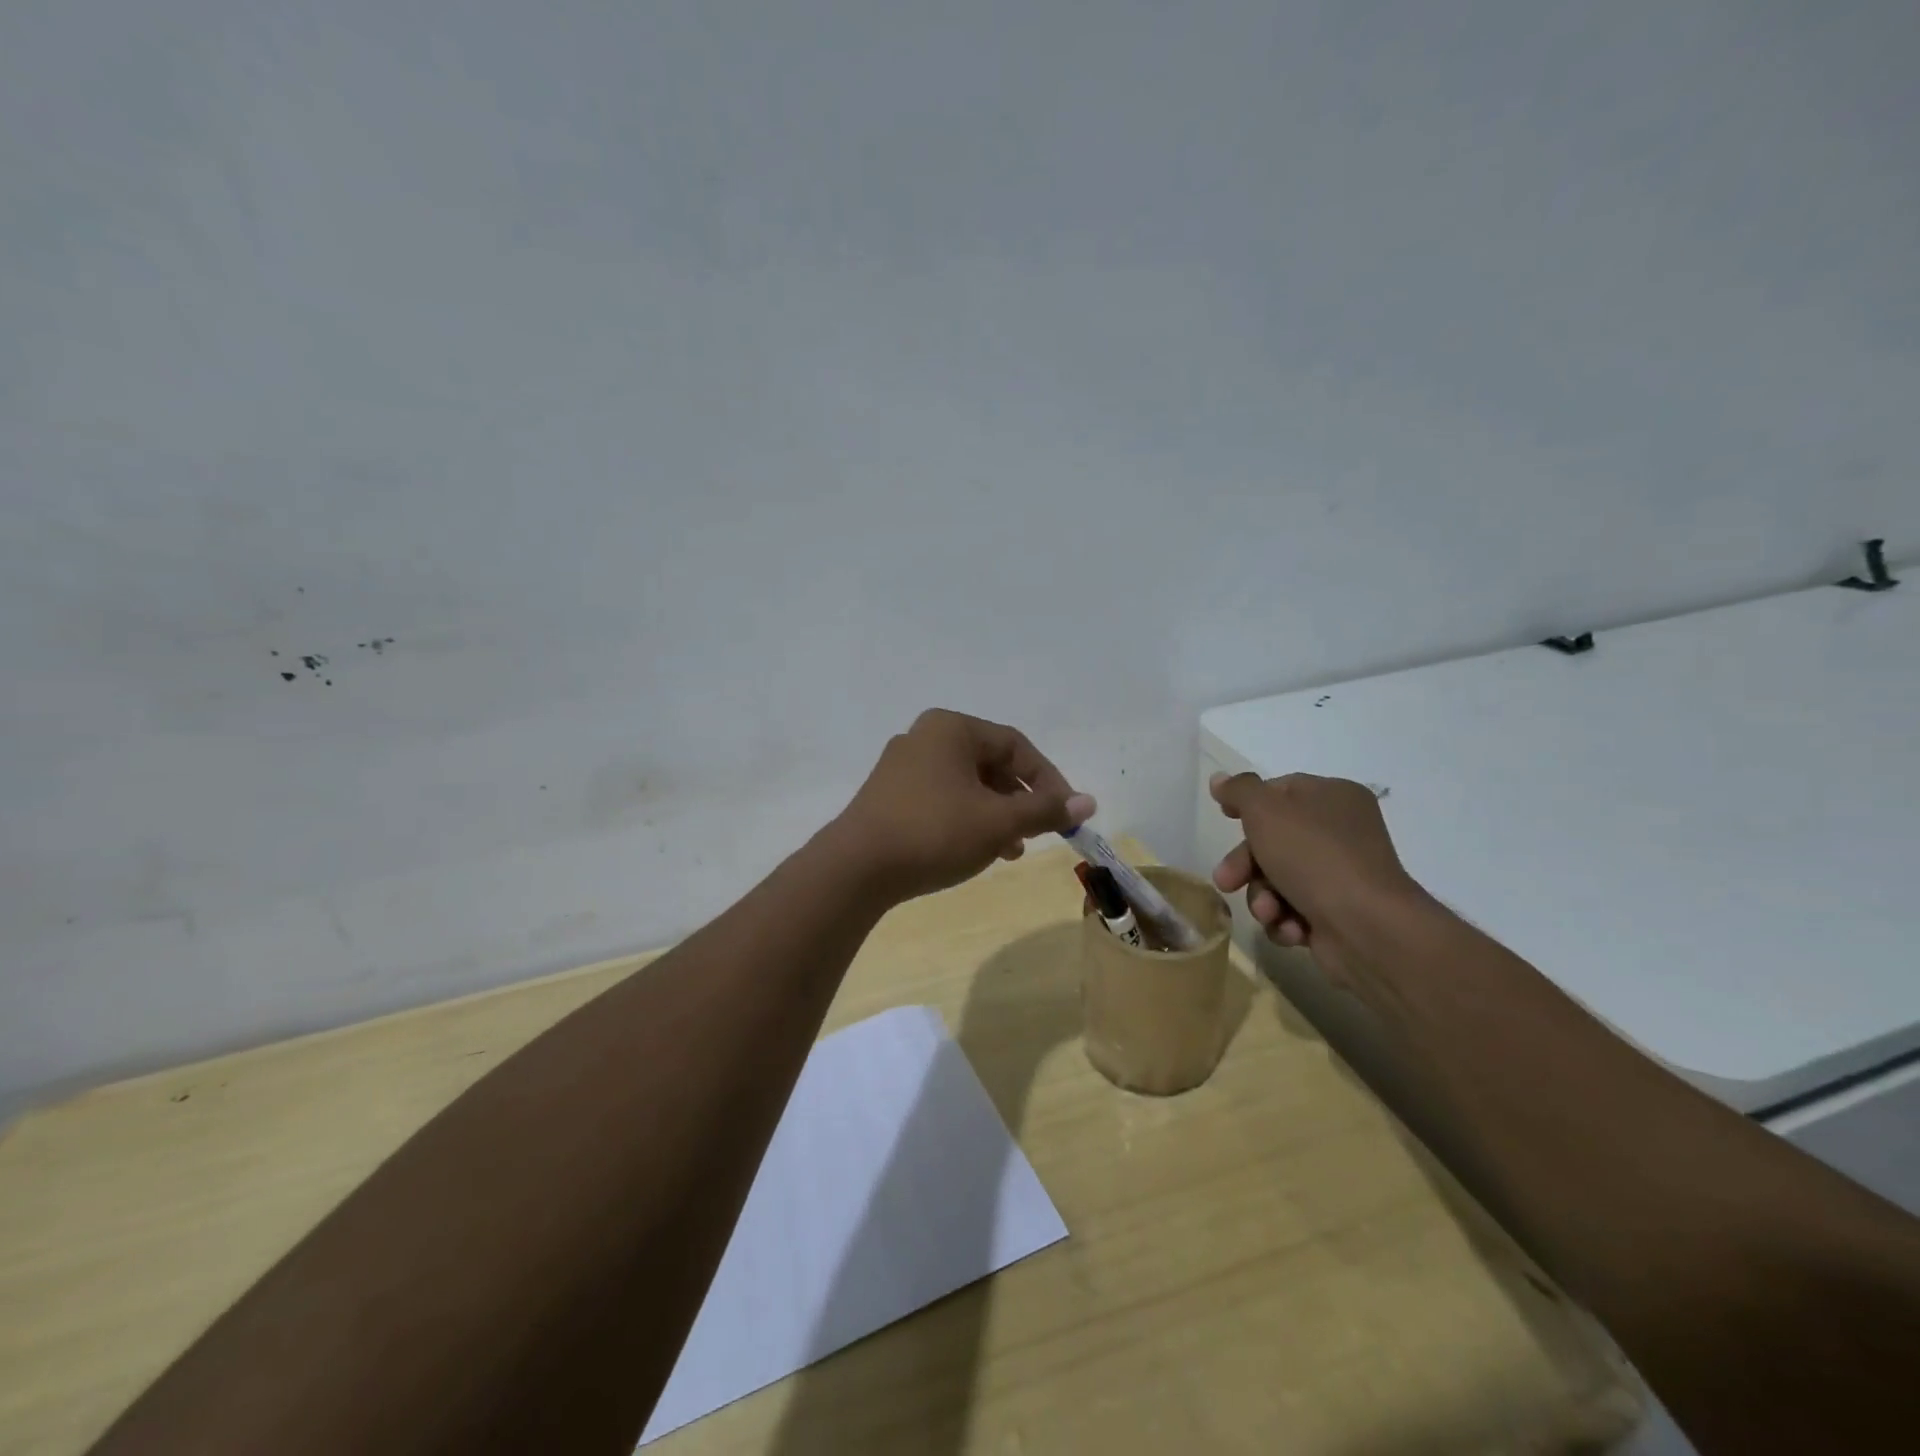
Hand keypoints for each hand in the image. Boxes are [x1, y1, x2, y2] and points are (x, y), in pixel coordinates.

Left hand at [833, 709, 1096, 902]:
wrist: (856, 868)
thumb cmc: (935, 832)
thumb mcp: (998, 822)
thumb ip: (1044, 809)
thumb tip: (1089, 802)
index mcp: (951, 728)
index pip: (1016, 746)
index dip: (1048, 780)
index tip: (1066, 814)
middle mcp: (925, 737)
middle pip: (990, 764)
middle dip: (1020, 800)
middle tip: (1038, 833)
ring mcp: (902, 766)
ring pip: (967, 784)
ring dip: (996, 814)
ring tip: (1011, 851)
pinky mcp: (888, 795)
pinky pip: (941, 798)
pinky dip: (966, 819)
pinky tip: (976, 851)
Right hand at [1209, 771, 1427, 986]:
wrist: (1366, 927)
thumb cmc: (1314, 856)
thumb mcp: (1266, 811)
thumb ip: (1240, 790)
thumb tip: (1219, 779)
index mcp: (1333, 797)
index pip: (1281, 791)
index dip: (1248, 804)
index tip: (1223, 817)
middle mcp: (1340, 832)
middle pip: (1273, 840)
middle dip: (1245, 865)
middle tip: (1227, 881)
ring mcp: (1340, 874)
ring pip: (1278, 878)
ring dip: (1263, 897)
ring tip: (1268, 912)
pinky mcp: (1337, 913)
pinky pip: (1294, 909)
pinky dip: (1285, 920)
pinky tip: (1290, 929)